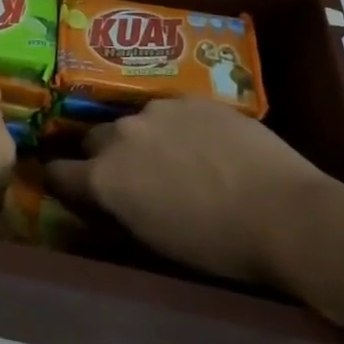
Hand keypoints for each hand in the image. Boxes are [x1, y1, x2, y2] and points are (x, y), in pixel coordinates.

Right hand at [45, 99, 341, 284]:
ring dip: (142, 139)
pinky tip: (205, 146)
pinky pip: (170, 111)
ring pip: (134, 122)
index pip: (58, 173)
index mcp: (105, 177)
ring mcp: (156, 110)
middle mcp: (121, 135)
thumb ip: (120, 208)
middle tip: (132, 177)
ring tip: (176, 159)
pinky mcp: (190, 98)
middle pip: (93, 140)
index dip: (63, 182)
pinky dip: (177, 127)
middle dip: (103, 157)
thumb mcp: (155, 239)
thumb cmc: (219, 246)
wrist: (285, 214)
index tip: (72, 188)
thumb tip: (108, 197)